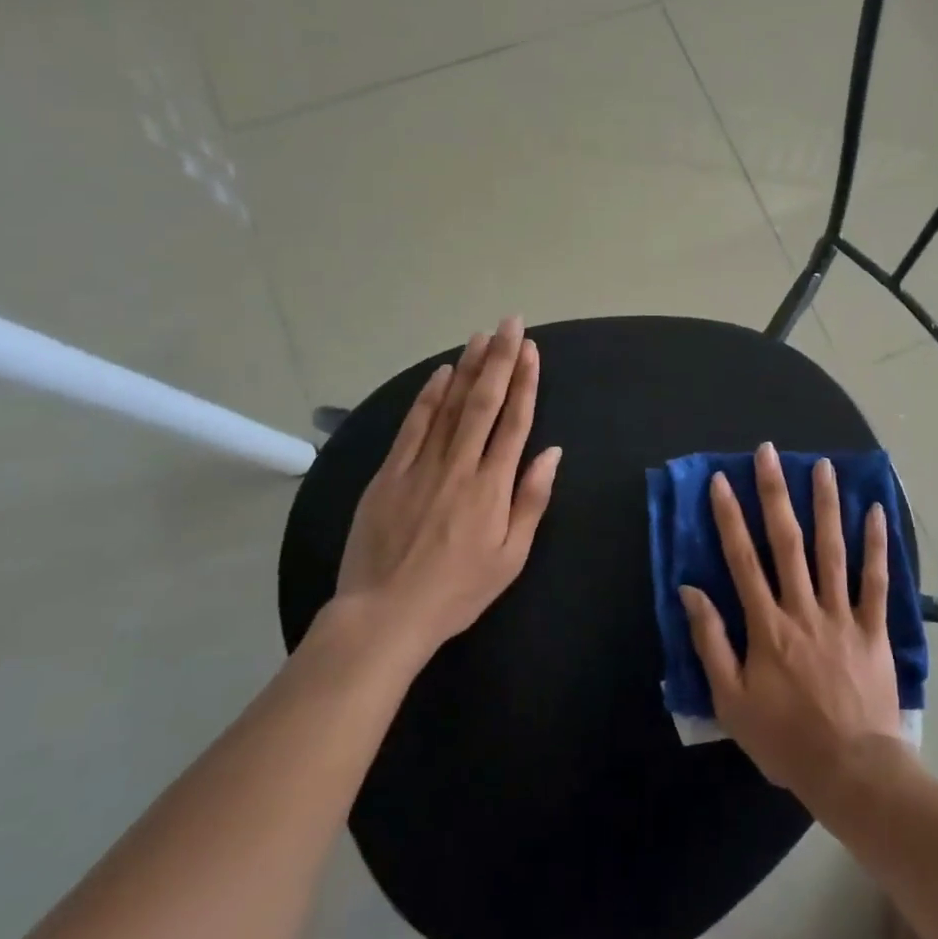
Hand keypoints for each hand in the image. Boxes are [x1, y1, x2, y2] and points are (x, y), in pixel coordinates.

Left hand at [335, 317, 562, 657]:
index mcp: (492, 486)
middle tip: (510, 324)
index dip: (524, 382)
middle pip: (483, 402)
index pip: (514, 421)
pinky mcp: (390, 473)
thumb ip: (532, 501)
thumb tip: (552, 452)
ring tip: (481, 336)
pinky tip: (441, 373)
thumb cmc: (458, 590)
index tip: (531, 349)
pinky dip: (428, 396)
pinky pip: (413, 425)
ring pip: (449, 405)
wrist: (385, 614)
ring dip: (467, 367)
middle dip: (499, 359)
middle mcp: (459, 465)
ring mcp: (420, 466)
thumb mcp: (511, 557)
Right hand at [680, 443, 901, 798]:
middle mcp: (803, 608)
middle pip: (787, 541)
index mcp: (766, 625)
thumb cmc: (785, 740)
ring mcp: (842, 614)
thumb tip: (690, 591)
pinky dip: (876, 545)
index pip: (742, 559)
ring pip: (832, 550)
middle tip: (770, 453)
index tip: (721, 480)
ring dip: (826, 505)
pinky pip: (877, 580)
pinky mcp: (874, 628)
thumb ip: (711, 642)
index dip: (729, 516)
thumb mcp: (731, 700)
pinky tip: (876, 510)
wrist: (851, 771)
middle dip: (775, 493)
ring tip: (822, 465)